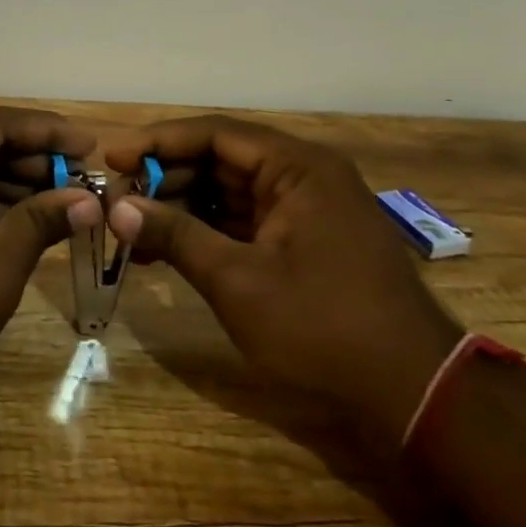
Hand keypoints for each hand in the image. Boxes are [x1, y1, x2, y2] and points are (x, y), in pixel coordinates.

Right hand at [103, 116, 462, 457]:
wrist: (413, 392)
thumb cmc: (323, 327)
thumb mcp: (239, 281)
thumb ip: (177, 236)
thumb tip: (118, 207)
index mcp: (298, 167)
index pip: (216, 134)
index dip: (159, 142)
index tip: (112, 156)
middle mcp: (303, 176)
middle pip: (221, 160)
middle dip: (165, 179)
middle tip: (116, 201)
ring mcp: (306, 210)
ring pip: (229, 193)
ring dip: (181, 207)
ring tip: (132, 229)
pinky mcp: (304, 242)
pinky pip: (244, 221)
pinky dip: (206, 232)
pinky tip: (166, 250)